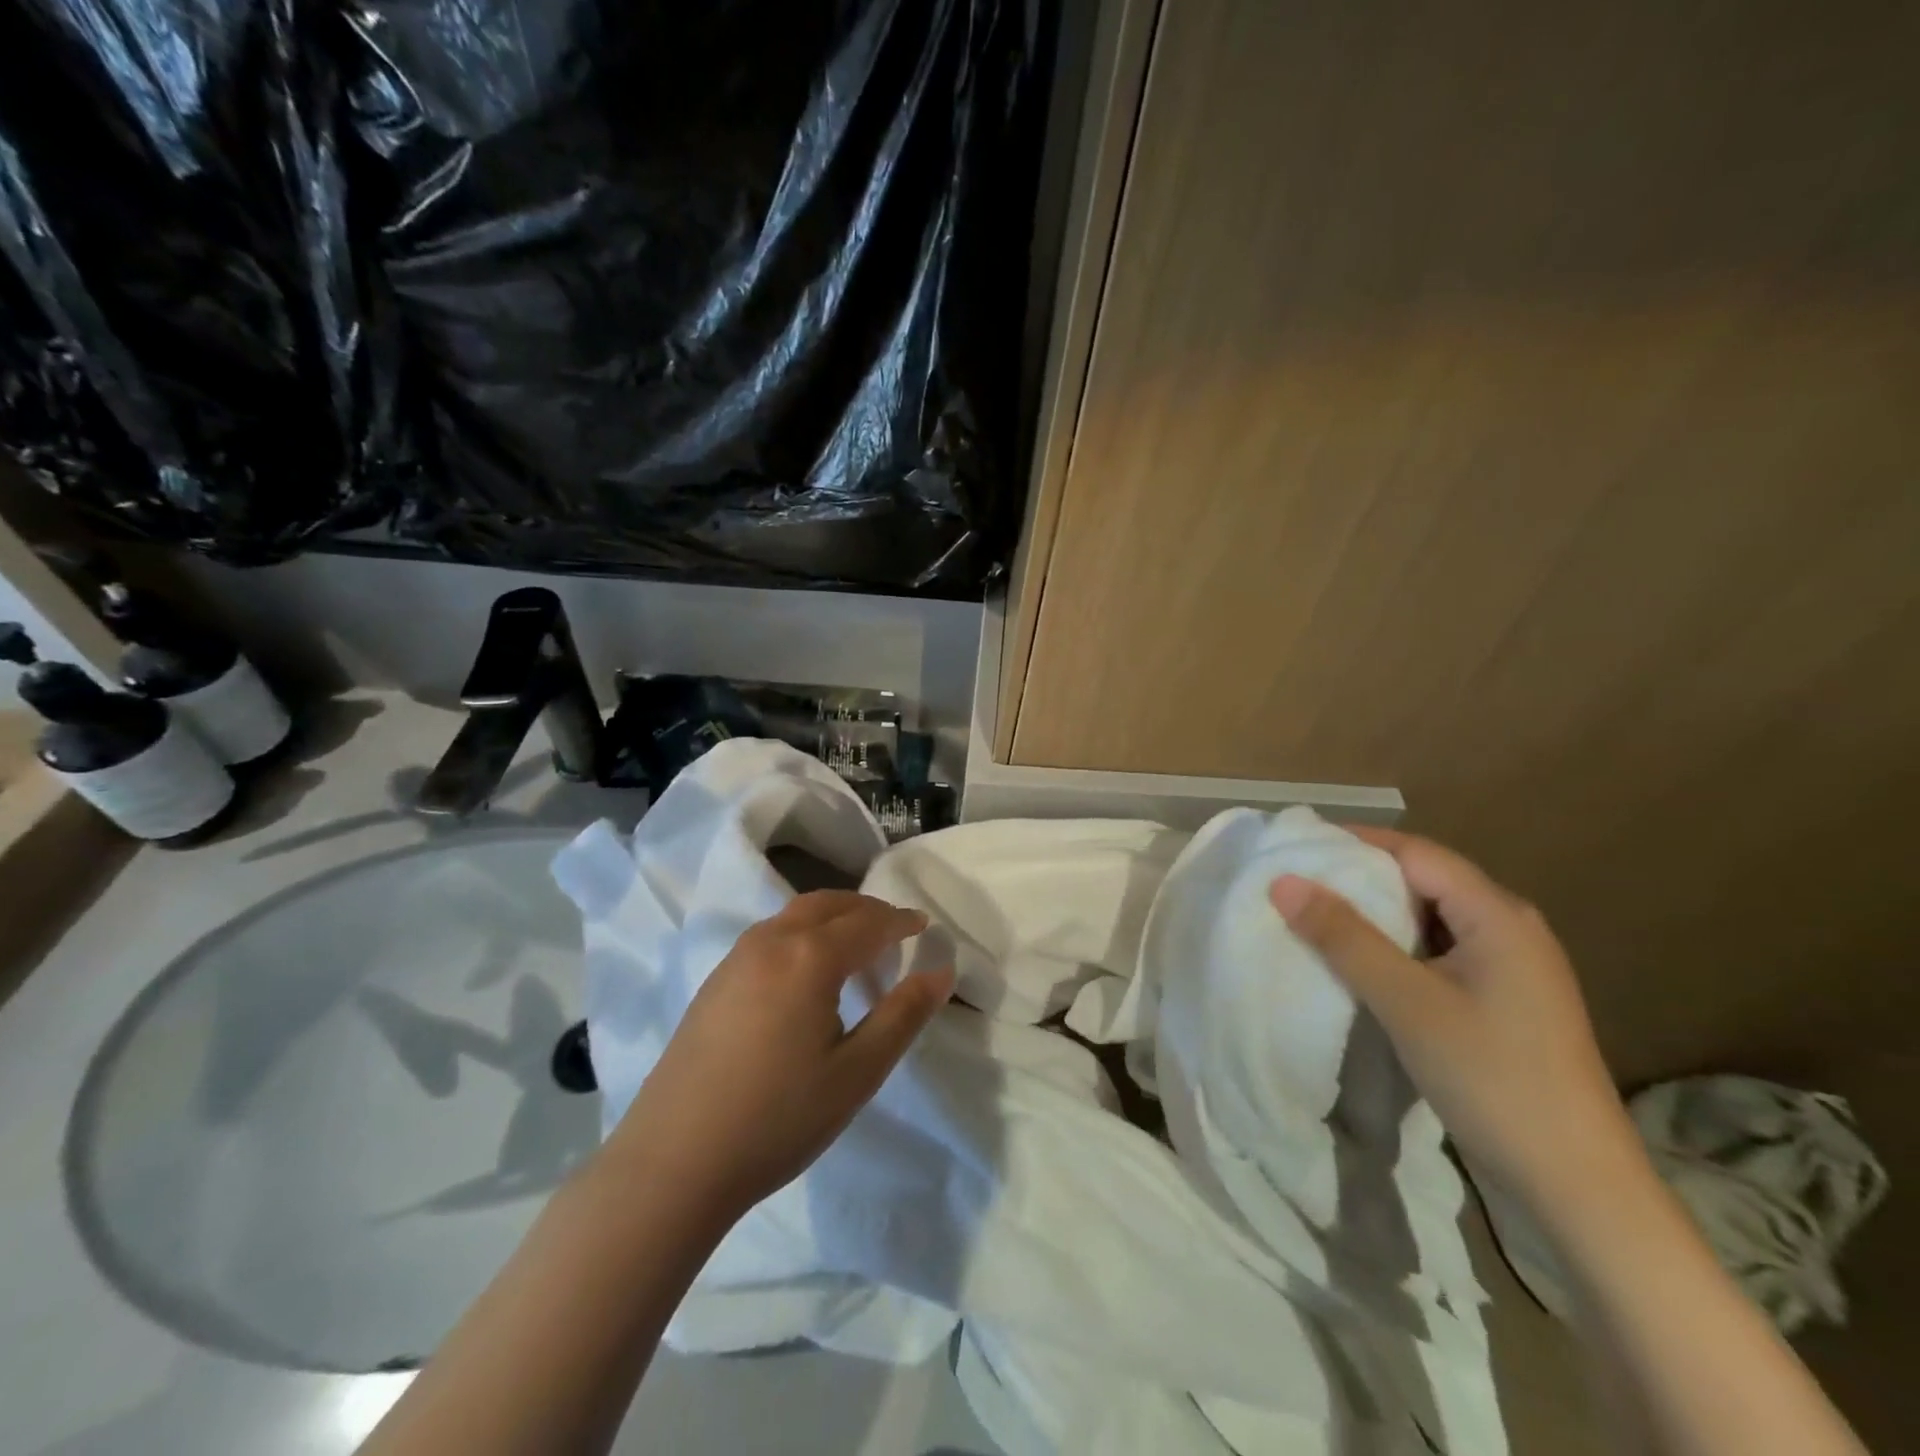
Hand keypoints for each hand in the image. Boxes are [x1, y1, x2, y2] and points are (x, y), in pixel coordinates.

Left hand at [605, 890, 954, 1220]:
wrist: (673, 1163)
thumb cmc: (777, 1119)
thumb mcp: (857, 1072)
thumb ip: (903, 1015)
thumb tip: (940, 972)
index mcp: (809, 957)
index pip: (868, 922)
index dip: (901, 921)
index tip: (925, 926)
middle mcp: (771, 941)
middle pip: (829, 904)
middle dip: (867, 910)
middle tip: (895, 930)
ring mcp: (736, 959)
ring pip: (795, 914)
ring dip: (833, 917)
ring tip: (856, 947)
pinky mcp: (714, 982)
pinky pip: (770, 934)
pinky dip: (803, 933)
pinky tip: (806, 973)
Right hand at [1269, 829, 1645, 1225]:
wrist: (1578, 1185)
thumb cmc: (1492, 1078)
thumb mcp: (1406, 1001)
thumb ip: (1343, 937)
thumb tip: (1284, 881)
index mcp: (1497, 914)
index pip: (1415, 852)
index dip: (1354, 842)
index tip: (1297, 846)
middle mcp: (1510, 927)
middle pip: (1424, 880)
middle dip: (1360, 877)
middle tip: (1297, 883)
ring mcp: (1511, 966)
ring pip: (1429, 918)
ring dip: (1376, 915)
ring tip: (1316, 918)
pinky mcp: (1504, 1000)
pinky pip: (1439, 951)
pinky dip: (1396, 947)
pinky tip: (1361, 964)